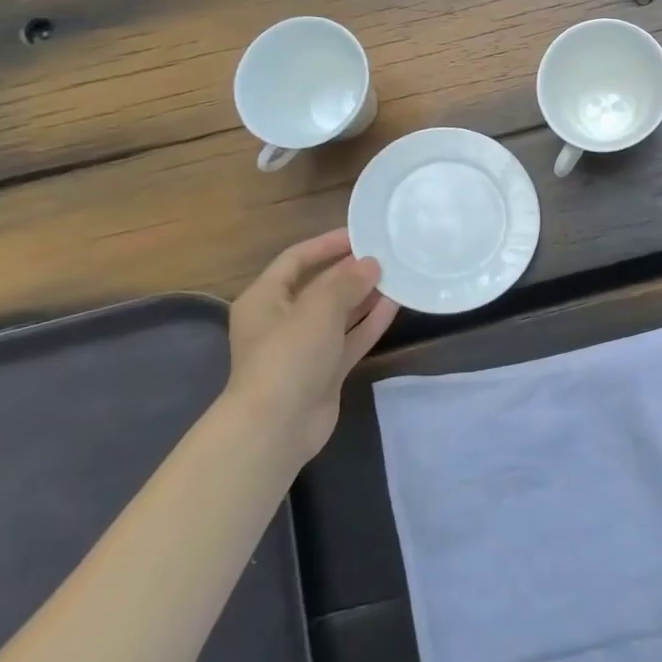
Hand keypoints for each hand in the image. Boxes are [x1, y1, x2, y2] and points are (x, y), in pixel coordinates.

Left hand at [225, 229, 398, 467]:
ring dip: (364, 295)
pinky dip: (370, 322)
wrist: (276, 428)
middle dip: (350, 270)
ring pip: (338, 313)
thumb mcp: (318, 308)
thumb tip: (371, 263)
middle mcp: (281, 319)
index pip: (296, 259)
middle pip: (319, 286)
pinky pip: (350, 338)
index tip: (361, 233)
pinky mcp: (324, 370)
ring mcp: (304, 347)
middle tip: (386, 253)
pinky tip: (396, 305)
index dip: (327, 244)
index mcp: (264, 298)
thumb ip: (347, 281)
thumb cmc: (288, 356)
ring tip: (397, 274)